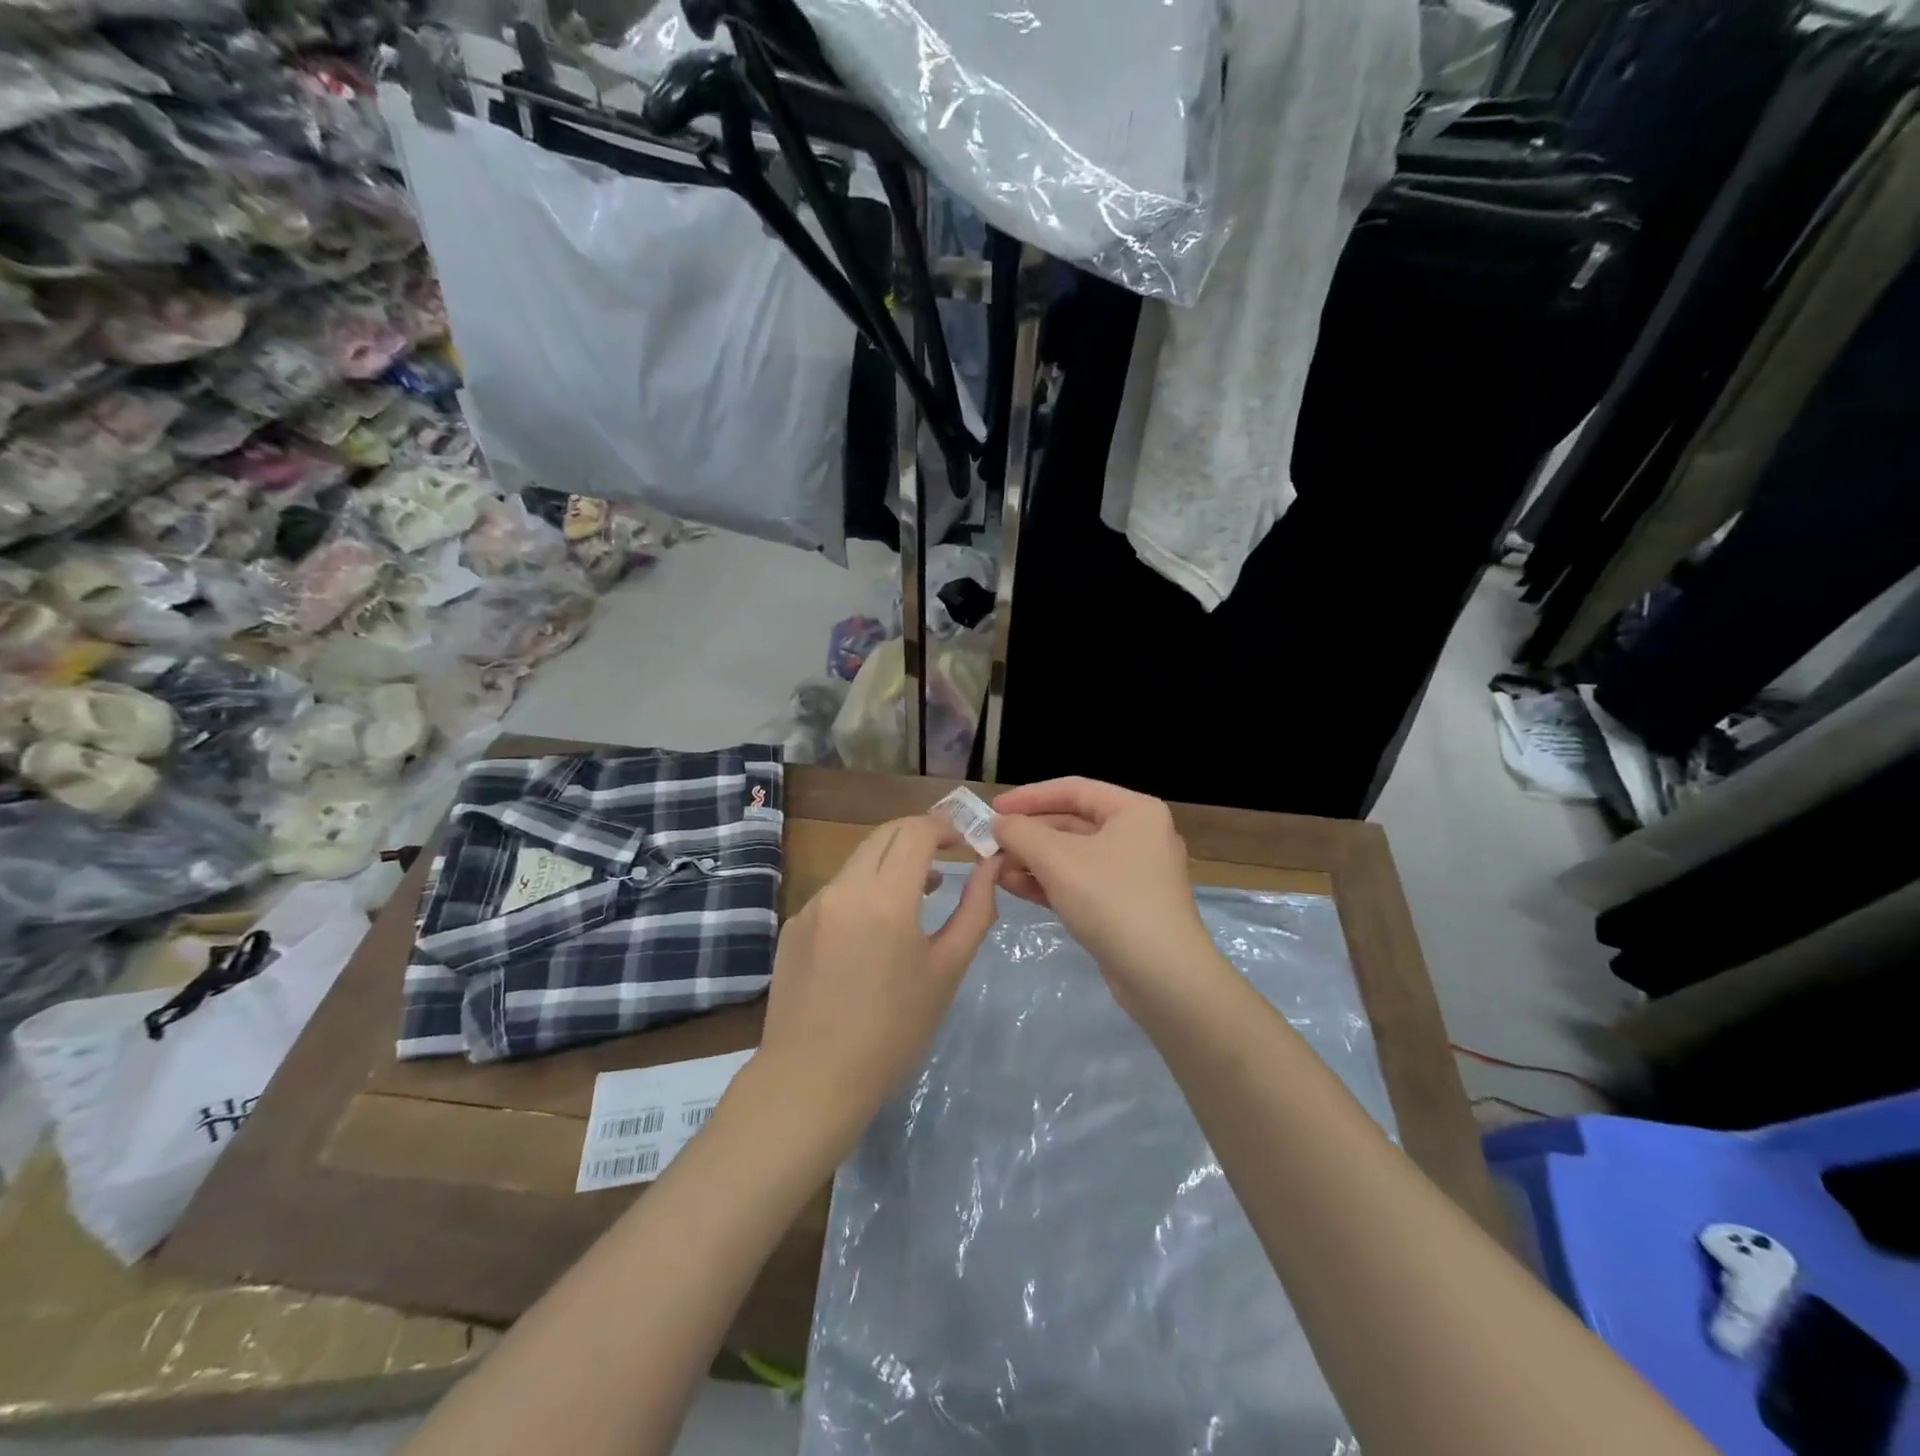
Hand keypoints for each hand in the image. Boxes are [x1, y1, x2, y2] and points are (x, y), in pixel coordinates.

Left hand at [745, 815, 999, 1155]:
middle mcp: (843, 889)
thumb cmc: (893, 1031)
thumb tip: (991, 865)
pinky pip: (836, 891)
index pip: (916, 832)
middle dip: (919, 835)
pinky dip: (863, 890)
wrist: (812, 1079)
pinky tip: (874, 931)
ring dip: (891, 862)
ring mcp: (812, 905)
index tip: (966, 842)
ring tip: (920, 892)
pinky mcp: (793, 925)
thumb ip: (975, 909)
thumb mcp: (946, 970)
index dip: (945, 827)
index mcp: (884, 898)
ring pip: (858, 861)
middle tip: (948, 855)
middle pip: (884, 835)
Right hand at [991, 778, 1219, 1009]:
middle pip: (1072, 822)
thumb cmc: (1112, 900)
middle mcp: (1137, 834)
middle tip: (989, 843)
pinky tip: (1013, 886)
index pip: (1073, 789)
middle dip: (1028, 834)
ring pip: (1072, 855)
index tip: (993, 808)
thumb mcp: (1058, 860)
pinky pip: (1080, 882)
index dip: (1029, 796)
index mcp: (1134, 811)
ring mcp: (1132, 872)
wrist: (1162, 976)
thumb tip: (998, 823)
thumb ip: (1021, 833)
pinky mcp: (1123, 904)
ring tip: (994, 868)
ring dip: (1032, 859)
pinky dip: (1048, 882)